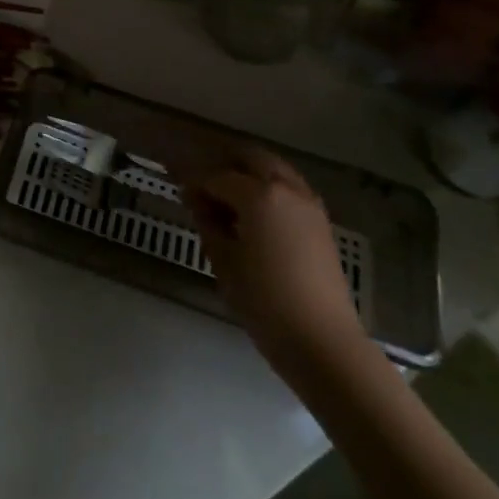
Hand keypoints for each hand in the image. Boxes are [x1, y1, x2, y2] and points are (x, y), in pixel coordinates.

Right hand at [190, 144, 366, 370]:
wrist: (321, 340)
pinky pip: (290, 188)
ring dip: (249, 172)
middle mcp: (287, 188)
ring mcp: (309, 204)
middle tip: (202, 182)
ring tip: (227, 196)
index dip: (193, 181)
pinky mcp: (321, 223)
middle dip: (224, 163)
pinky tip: (254, 213)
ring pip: (275, 169)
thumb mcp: (223, 260)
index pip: (216, 176)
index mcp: (259, 194)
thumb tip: (195, 199)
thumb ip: (207, 221)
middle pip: (251, 157)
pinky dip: (269, 188)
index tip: (176, 187)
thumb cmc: (263, 300)